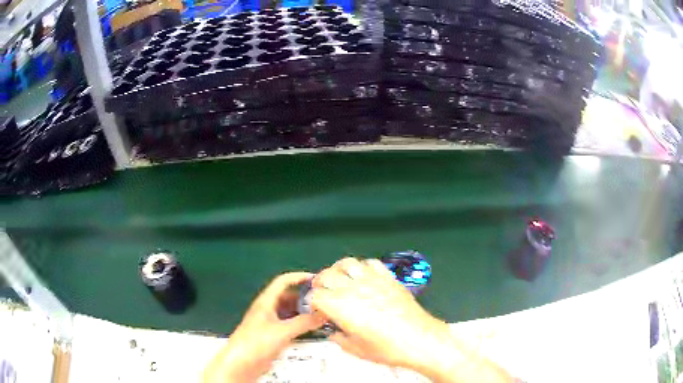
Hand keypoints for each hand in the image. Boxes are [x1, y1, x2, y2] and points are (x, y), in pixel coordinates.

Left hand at [202, 272, 324, 381]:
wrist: (241, 363)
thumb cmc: (255, 343)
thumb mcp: (282, 331)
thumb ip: (304, 323)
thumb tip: (322, 315)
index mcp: (266, 302)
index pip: (283, 282)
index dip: (299, 277)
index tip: (316, 279)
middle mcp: (268, 310)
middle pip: (288, 297)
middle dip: (304, 297)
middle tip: (322, 301)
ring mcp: (270, 323)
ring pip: (290, 312)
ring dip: (303, 312)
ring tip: (320, 315)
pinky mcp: (272, 336)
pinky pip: (290, 325)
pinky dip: (301, 325)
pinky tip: (311, 330)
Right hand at [311, 258, 513, 382]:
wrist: (419, 340)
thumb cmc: (388, 349)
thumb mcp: (356, 350)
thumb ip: (339, 338)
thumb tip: (334, 332)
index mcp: (342, 307)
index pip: (316, 296)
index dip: (312, 302)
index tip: (316, 309)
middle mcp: (354, 289)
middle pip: (326, 275)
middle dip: (319, 283)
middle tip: (322, 293)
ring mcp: (373, 280)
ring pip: (347, 263)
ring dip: (338, 269)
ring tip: (339, 279)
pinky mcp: (389, 278)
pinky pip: (371, 263)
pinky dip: (362, 267)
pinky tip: (364, 277)